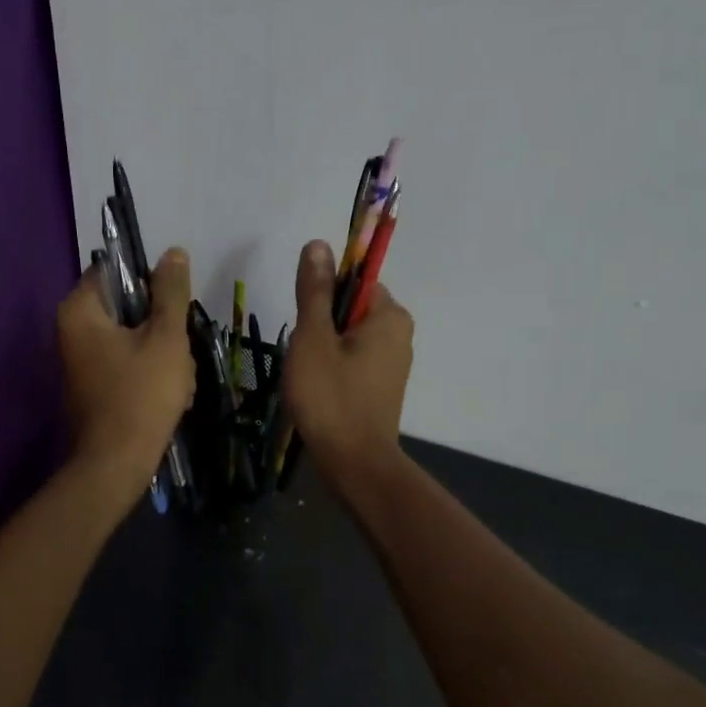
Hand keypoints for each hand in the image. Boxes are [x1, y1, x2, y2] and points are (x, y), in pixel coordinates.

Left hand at [57, 247, 196, 496]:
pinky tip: (170, 396)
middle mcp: (71, 331)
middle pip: (127, 308)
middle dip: (161, 328)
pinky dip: (150, 375)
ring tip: (179, 380)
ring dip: (162, 354)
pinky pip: (126, 365)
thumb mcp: (166, 338)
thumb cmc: (141, 394)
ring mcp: (80, 361)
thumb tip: (172, 252)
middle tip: (180, 352)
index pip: (115, 271)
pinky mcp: (92, 386)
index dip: (150, 282)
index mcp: (80, 311)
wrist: (116, 464)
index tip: (175, 305)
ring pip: (133, 339)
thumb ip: (170, 293)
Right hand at [283, 240, 413, 488]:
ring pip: (348, 336)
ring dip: (323, 348)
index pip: (353, 280)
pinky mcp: (384, 386)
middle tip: (304, 354)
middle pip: (350, 308)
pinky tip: (319, 390)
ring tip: (309, 375)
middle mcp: (400, 333)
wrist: (353, 463)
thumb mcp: (313, 338)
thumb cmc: (331, 396)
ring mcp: (395, 362)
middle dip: (321, 325)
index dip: (323, 296)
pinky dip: (333, 368)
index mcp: (390, 315)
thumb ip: (314, 290)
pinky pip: (353, 360)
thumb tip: (318, 243)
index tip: (306, 324)